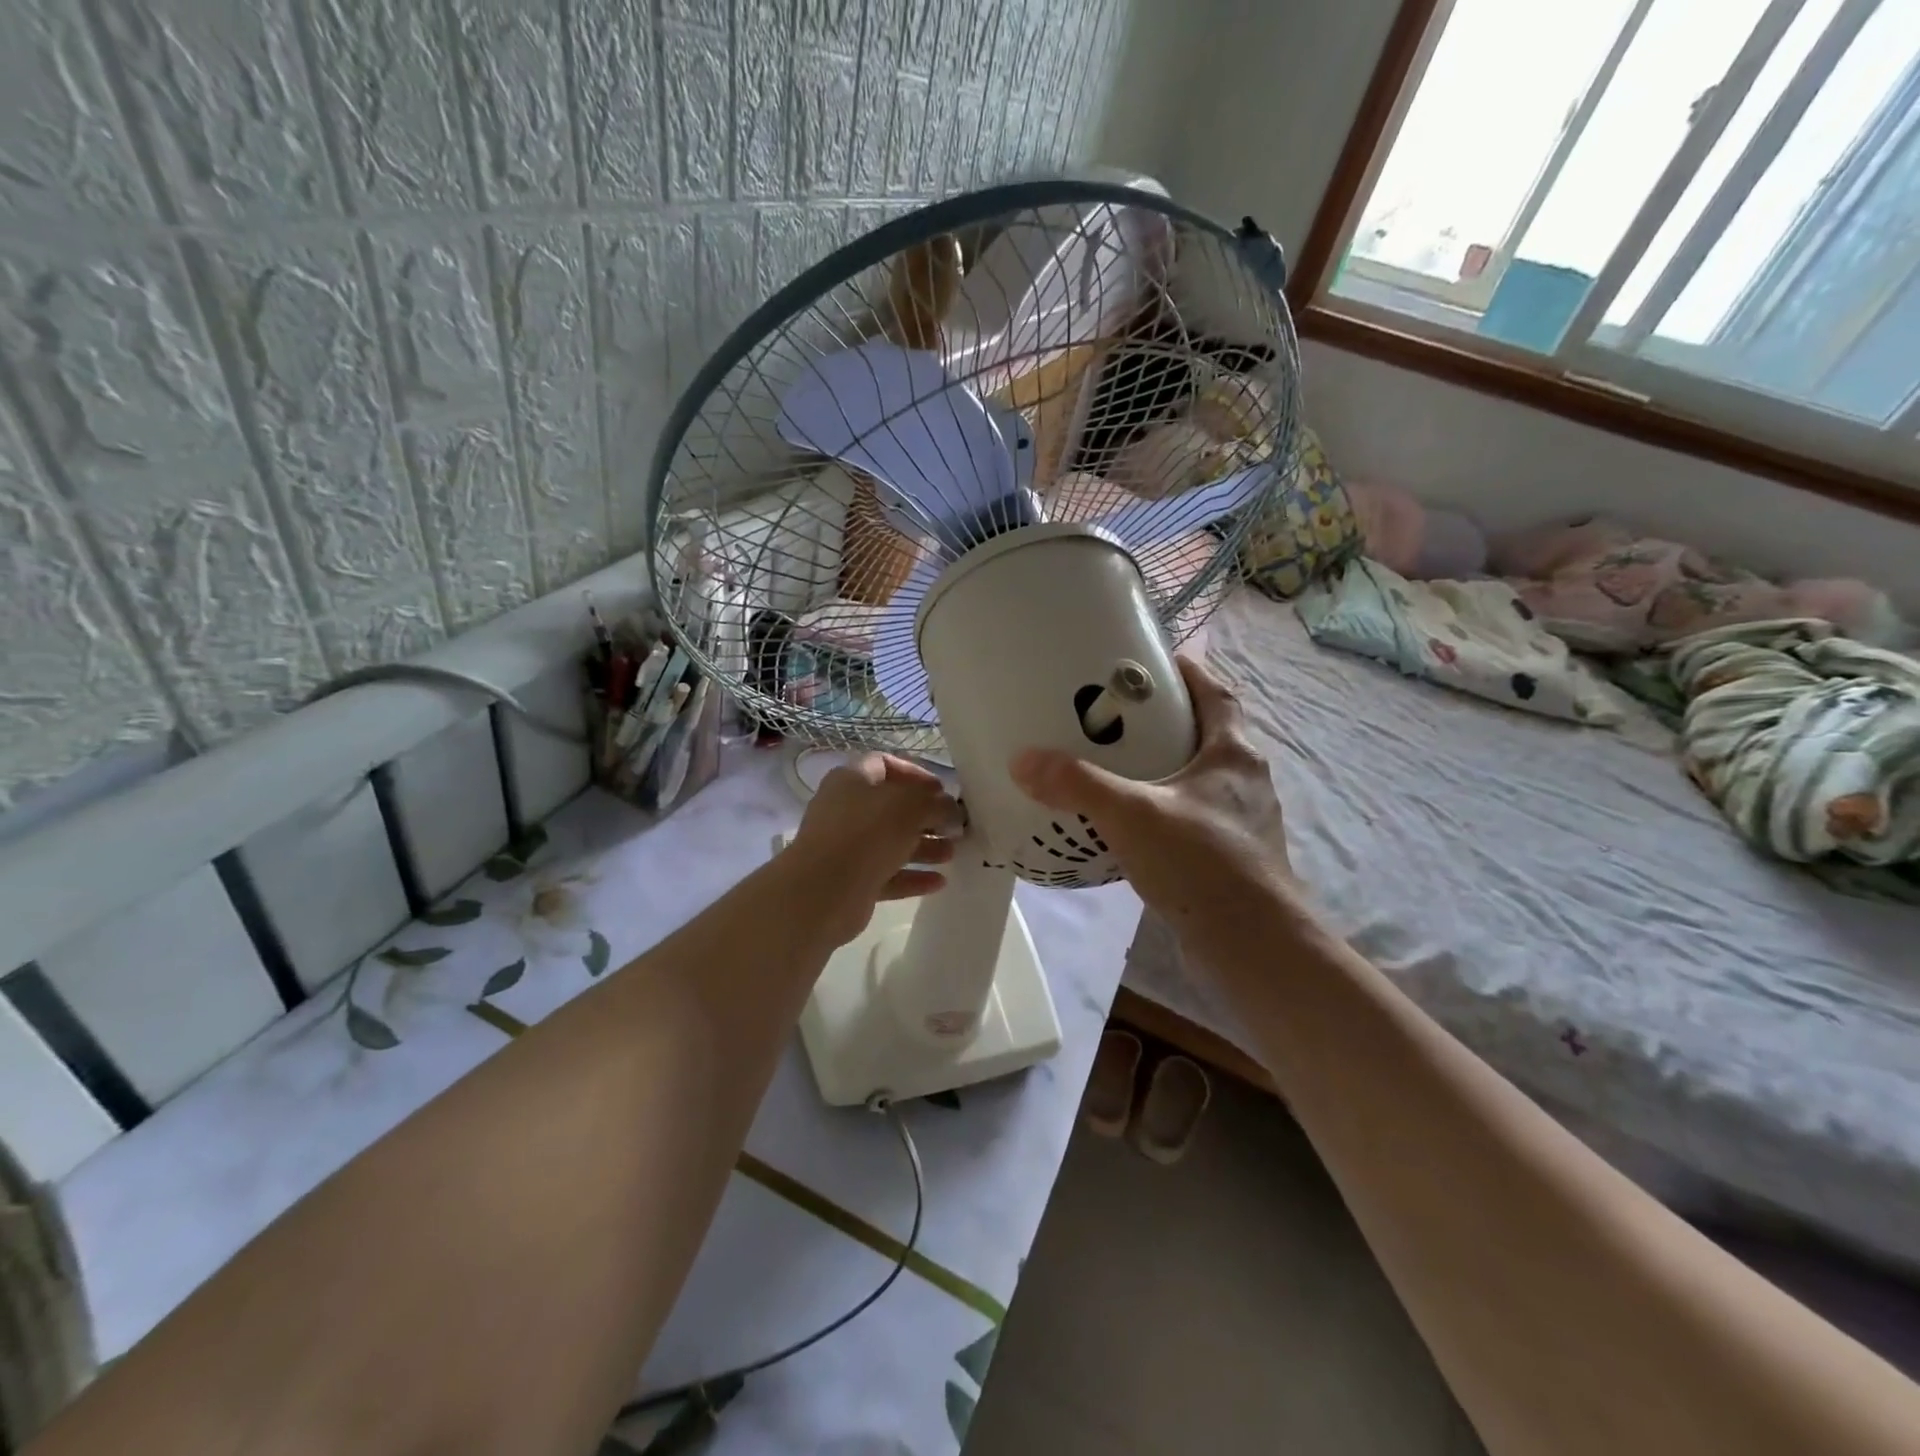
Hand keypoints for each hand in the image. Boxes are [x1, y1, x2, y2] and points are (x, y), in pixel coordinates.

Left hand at [784, 753, 960, 944]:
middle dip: (926, 816)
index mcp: (852, 780)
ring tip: (952, 853)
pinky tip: (940, 882)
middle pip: (892, 807)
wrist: (823, 891)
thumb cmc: (867, 834)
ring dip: (924, 847)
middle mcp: (846, 810)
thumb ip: (937, 803)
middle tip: (955, 827)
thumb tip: (951, 810)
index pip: (885, 764)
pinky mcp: (852, 881)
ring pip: (892, 842)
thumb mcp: (911, 806)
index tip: (942, 790)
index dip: (916, 774)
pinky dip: (912, 876)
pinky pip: (888, 874)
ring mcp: (847, 847)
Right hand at [1010, 656, 1291, 939]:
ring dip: (1166, 771)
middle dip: (1168, 723)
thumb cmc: (1201, 864)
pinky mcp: (1232, 858)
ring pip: (1200, 781)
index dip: (1189, 673)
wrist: (1252, 946)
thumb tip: (1022, 760)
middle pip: (1208, 736)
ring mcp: (1242, 823)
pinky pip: (1194, 820)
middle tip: (1118, 720)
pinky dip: (1166, 813)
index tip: (1153, 664)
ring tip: (1119, 771)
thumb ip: (1077, 785)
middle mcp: (1245, 781)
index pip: (1216, 694)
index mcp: (1232, 755)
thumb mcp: (1131, 815)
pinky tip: (1134, 829)